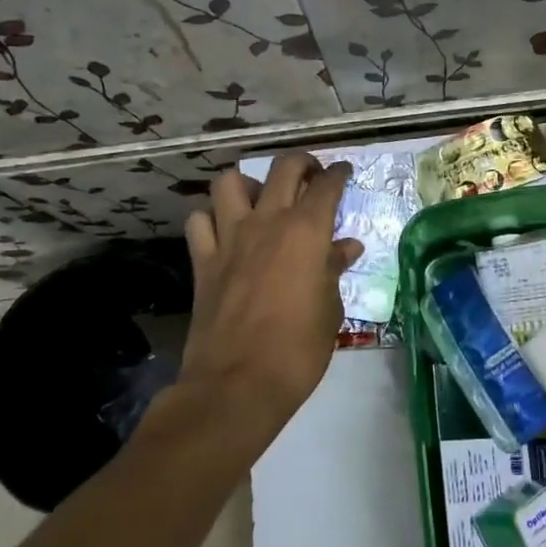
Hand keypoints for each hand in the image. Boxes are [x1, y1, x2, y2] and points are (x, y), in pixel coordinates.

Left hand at [180, 154, 362, 434]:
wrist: (238, 384)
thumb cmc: (298, 349)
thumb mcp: (330, 308)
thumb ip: (334, 269)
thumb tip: (346, 247)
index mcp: (306, 231)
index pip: (326, 186)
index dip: (338, 174)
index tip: (344, 172)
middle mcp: (267, 222)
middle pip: (282, 168)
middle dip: (302, 163)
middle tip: (311, 175)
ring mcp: (229, 239)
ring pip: (230, 183)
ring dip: (249, 184)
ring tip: (261, 200)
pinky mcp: (203, 261)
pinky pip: (200, 221)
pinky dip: (212, 218)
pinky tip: (225, 232)